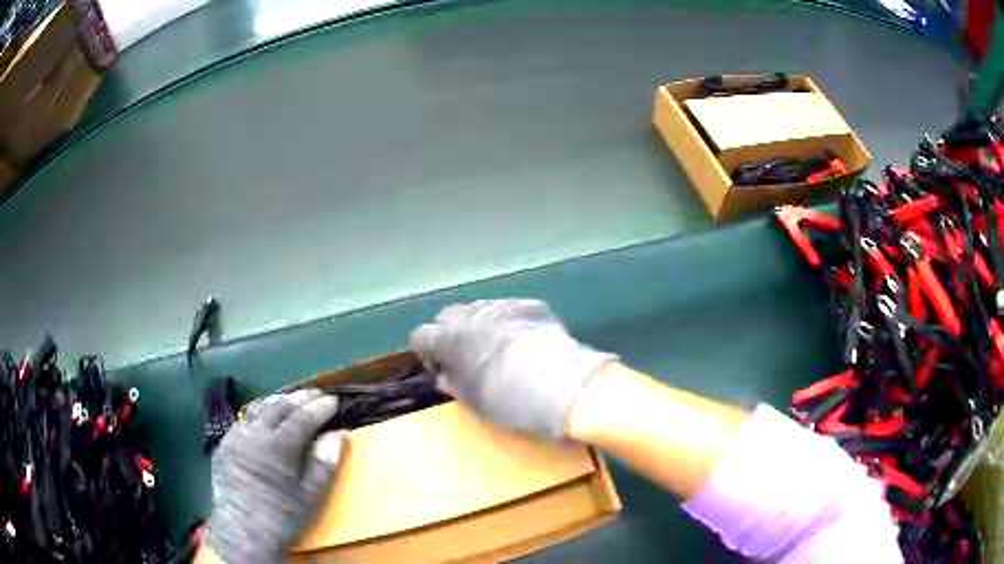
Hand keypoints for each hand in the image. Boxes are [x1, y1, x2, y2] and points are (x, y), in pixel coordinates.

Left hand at [205, 390, 343, 562]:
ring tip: (290, 399)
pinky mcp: (224, 446)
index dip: (319, 408)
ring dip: (276, 402)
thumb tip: (339, 434)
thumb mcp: (311, 496)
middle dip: (299, 398)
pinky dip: (257, 416)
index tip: (333, 400)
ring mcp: (235, 437)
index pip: (302, 417)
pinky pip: (242, 422)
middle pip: (278, 407)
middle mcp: (254, 433)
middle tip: (315, 393)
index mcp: (278, 445)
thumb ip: (324, 463)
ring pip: (257, 410)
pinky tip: (262, 421)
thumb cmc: (282, 517)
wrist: (242, 532)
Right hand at [410, 299, 615, 437]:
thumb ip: (453, 384)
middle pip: (447, 315)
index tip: (439, 366)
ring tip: (497, 347)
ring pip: (479, 310)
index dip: (427, 351)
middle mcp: (470, 314)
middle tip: (465, 355)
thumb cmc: (509, 400)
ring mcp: (501, 305)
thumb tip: (444, 376)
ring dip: (479, 325)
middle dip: (451, 333)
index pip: (421, 335)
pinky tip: (525, 342)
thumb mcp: (474, 401)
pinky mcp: (529, 304)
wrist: (561, 384)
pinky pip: (509, 310)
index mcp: (449, 338)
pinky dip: (508, 323)